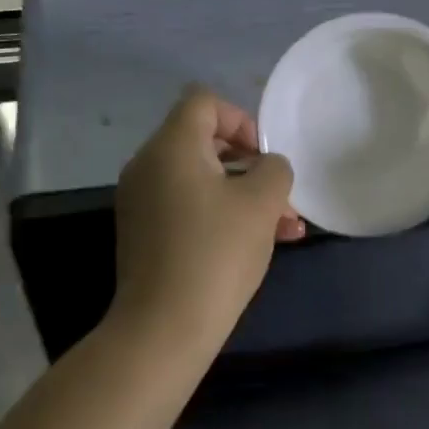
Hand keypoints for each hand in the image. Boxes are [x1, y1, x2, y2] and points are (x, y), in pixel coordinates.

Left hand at [112, 88, 303, 350]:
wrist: (164, 327)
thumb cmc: (216, 254)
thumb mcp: (262, 203)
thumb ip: (274, 170)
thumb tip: (266, 168)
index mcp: (171, 147)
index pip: (204, 101)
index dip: (242, 119)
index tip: (264, 157)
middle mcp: (148, 165)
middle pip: (204, 141)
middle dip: (250, 164)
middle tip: (280, 196)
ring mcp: (142, 201)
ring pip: (201, 179)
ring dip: (244, 194)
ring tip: (286, 228)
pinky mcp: (144, 233)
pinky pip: (187, 206)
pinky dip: (220, 214)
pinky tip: (257, 243)